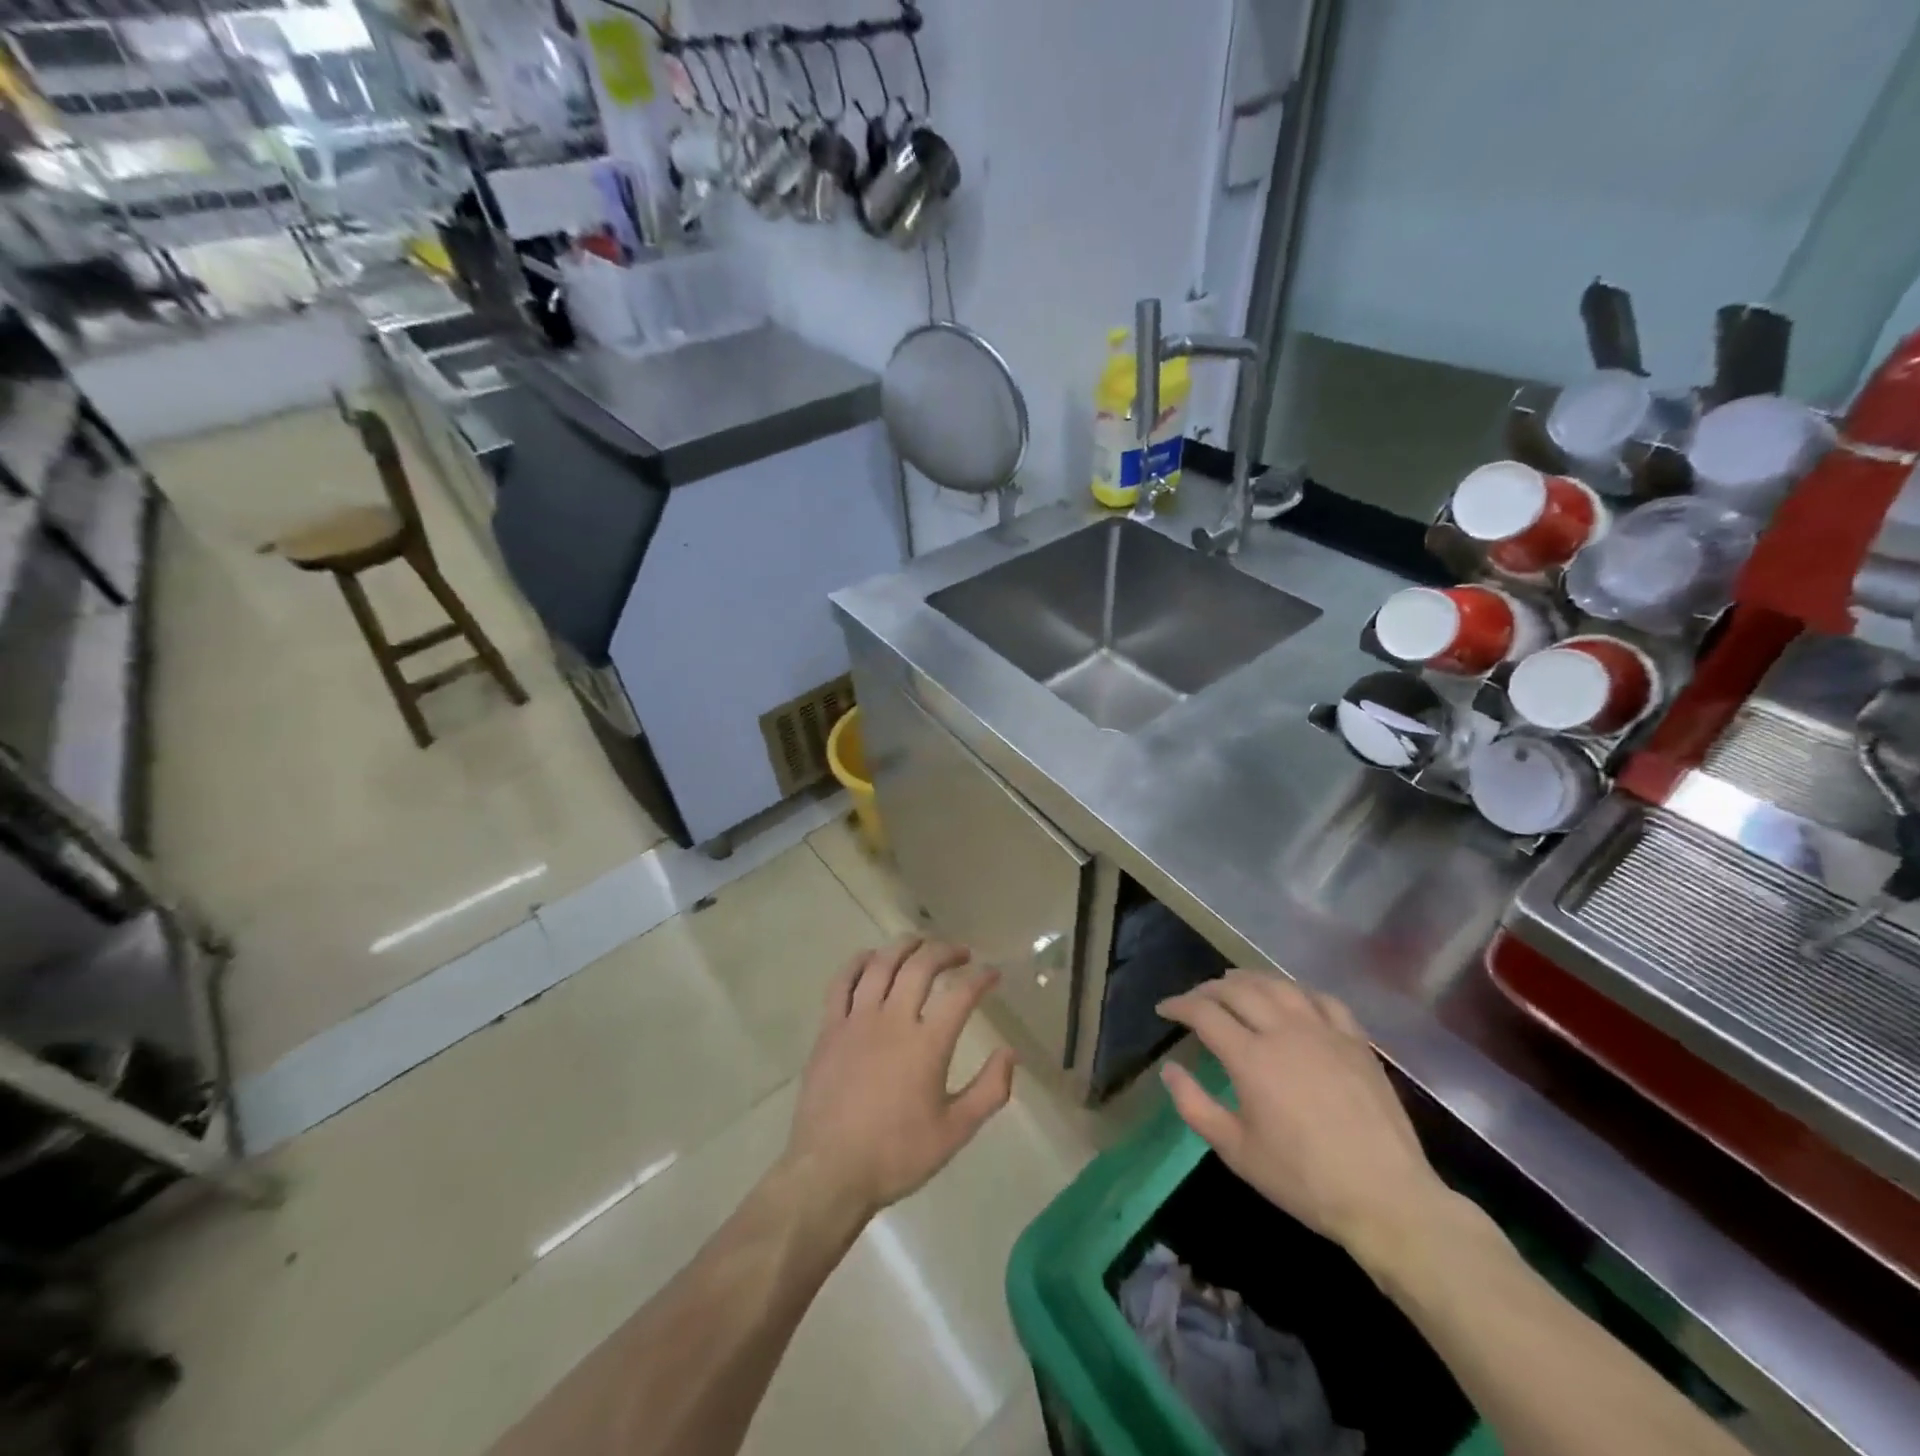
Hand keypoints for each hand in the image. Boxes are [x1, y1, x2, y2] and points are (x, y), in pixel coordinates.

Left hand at [785, 938, 1017, 1224]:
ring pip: (881, 964)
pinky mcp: (830, 1028)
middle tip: (960, 953)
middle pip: (921, 966)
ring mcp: (857, 1020)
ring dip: (904, 946)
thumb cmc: (897, 1155)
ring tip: (920, 943)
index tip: (993, 974)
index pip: (961, 995)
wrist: (830, 1172)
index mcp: (927, 1044)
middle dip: (945, 952)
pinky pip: (842, 982)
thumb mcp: (955, 1132)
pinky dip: (858, 962)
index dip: (981, 979)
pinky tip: (870, 957)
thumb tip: (1011, 1054)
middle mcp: (893, 1020)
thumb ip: (989, 1090)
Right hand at [1158, 971, 1454, 1269]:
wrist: (1386, 1198)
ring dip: (1249, 979)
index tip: (1164, 1009)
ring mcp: (1324, 1032)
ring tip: (1234, 983)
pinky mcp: (1356, 1041)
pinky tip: (1292, 997)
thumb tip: (1170, 1069)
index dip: (1179, 1005)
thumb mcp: (1237, 1151)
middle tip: (1195, 999)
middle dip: (1209, 988)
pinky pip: (1323, 999)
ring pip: (1279, 985)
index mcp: (1251, 1057)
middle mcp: (1284, 1031)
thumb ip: (1195, 1106)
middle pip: (1238, 989)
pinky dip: (1298, 990)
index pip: (1204, 1013)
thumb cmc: (1303, 1180)